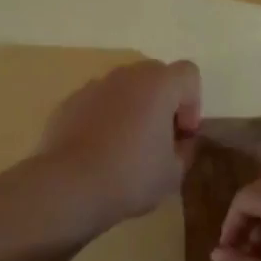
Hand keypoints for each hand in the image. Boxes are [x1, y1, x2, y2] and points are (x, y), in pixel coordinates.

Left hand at [35, 59, 200, 232]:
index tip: (183, 134)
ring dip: (133, 108)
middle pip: (156, 75)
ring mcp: (93, 87)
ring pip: (124, 88)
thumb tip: (181, 142)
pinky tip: (99, 150)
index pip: (188, 74)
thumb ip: (185, 150)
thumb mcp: (173, 172)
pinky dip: (104, 118)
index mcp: (159, 85)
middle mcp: (127, 76)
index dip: (193, 102)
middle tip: (159, 137)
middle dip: (163, 101)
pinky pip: (97, 103)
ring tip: (126, 145)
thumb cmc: (130, 176)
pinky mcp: (68, 103)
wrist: (68, 187)